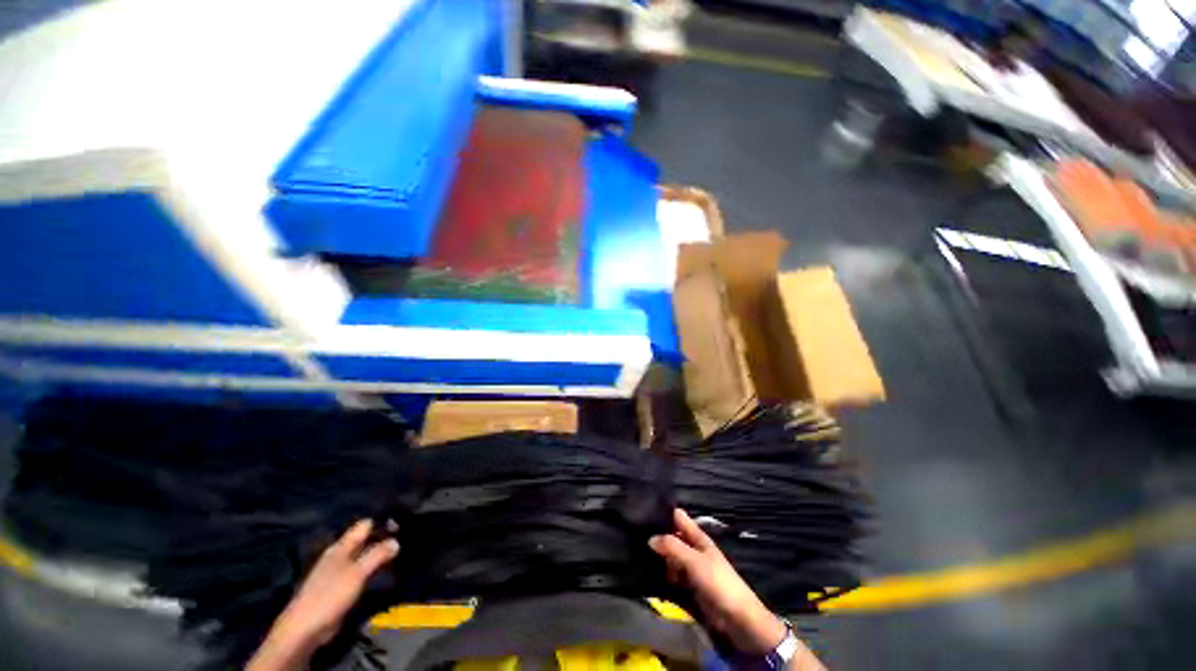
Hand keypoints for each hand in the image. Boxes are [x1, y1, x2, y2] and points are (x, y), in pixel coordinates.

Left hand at [247, 519, 398, 670]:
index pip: (365, 525)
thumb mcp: (357, 573)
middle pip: (365, 540)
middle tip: (405, 539)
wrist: (304, 629)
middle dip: (383, 539)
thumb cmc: (329, 595)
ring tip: (399, 555)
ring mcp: (338, 571)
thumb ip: (377, 555)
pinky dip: (373, 569)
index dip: (383, 522)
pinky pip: (361, 571)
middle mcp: (340, 555)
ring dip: (379, 555)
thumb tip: (397, 541)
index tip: (402, 524)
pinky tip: (384, 573)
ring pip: (364, 556)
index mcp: (341, 547)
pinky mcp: (340, 587)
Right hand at [649, 509, 786, 655]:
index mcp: (698, 537)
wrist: (736, 618)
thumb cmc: (717, 582)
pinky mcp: (687, 585)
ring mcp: (690, 567)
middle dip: (657, 537)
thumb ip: (672, 547)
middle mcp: (693, 548)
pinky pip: (671, 576)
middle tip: (636, 536)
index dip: (664, 512)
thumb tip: (650, 538)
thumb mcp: (694, 561)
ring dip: (658, 559)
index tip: (643, 511)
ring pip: (669, 557)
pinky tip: (648, 575)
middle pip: (671, 537)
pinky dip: (662, 575)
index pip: (678, 517)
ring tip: (638, 556)